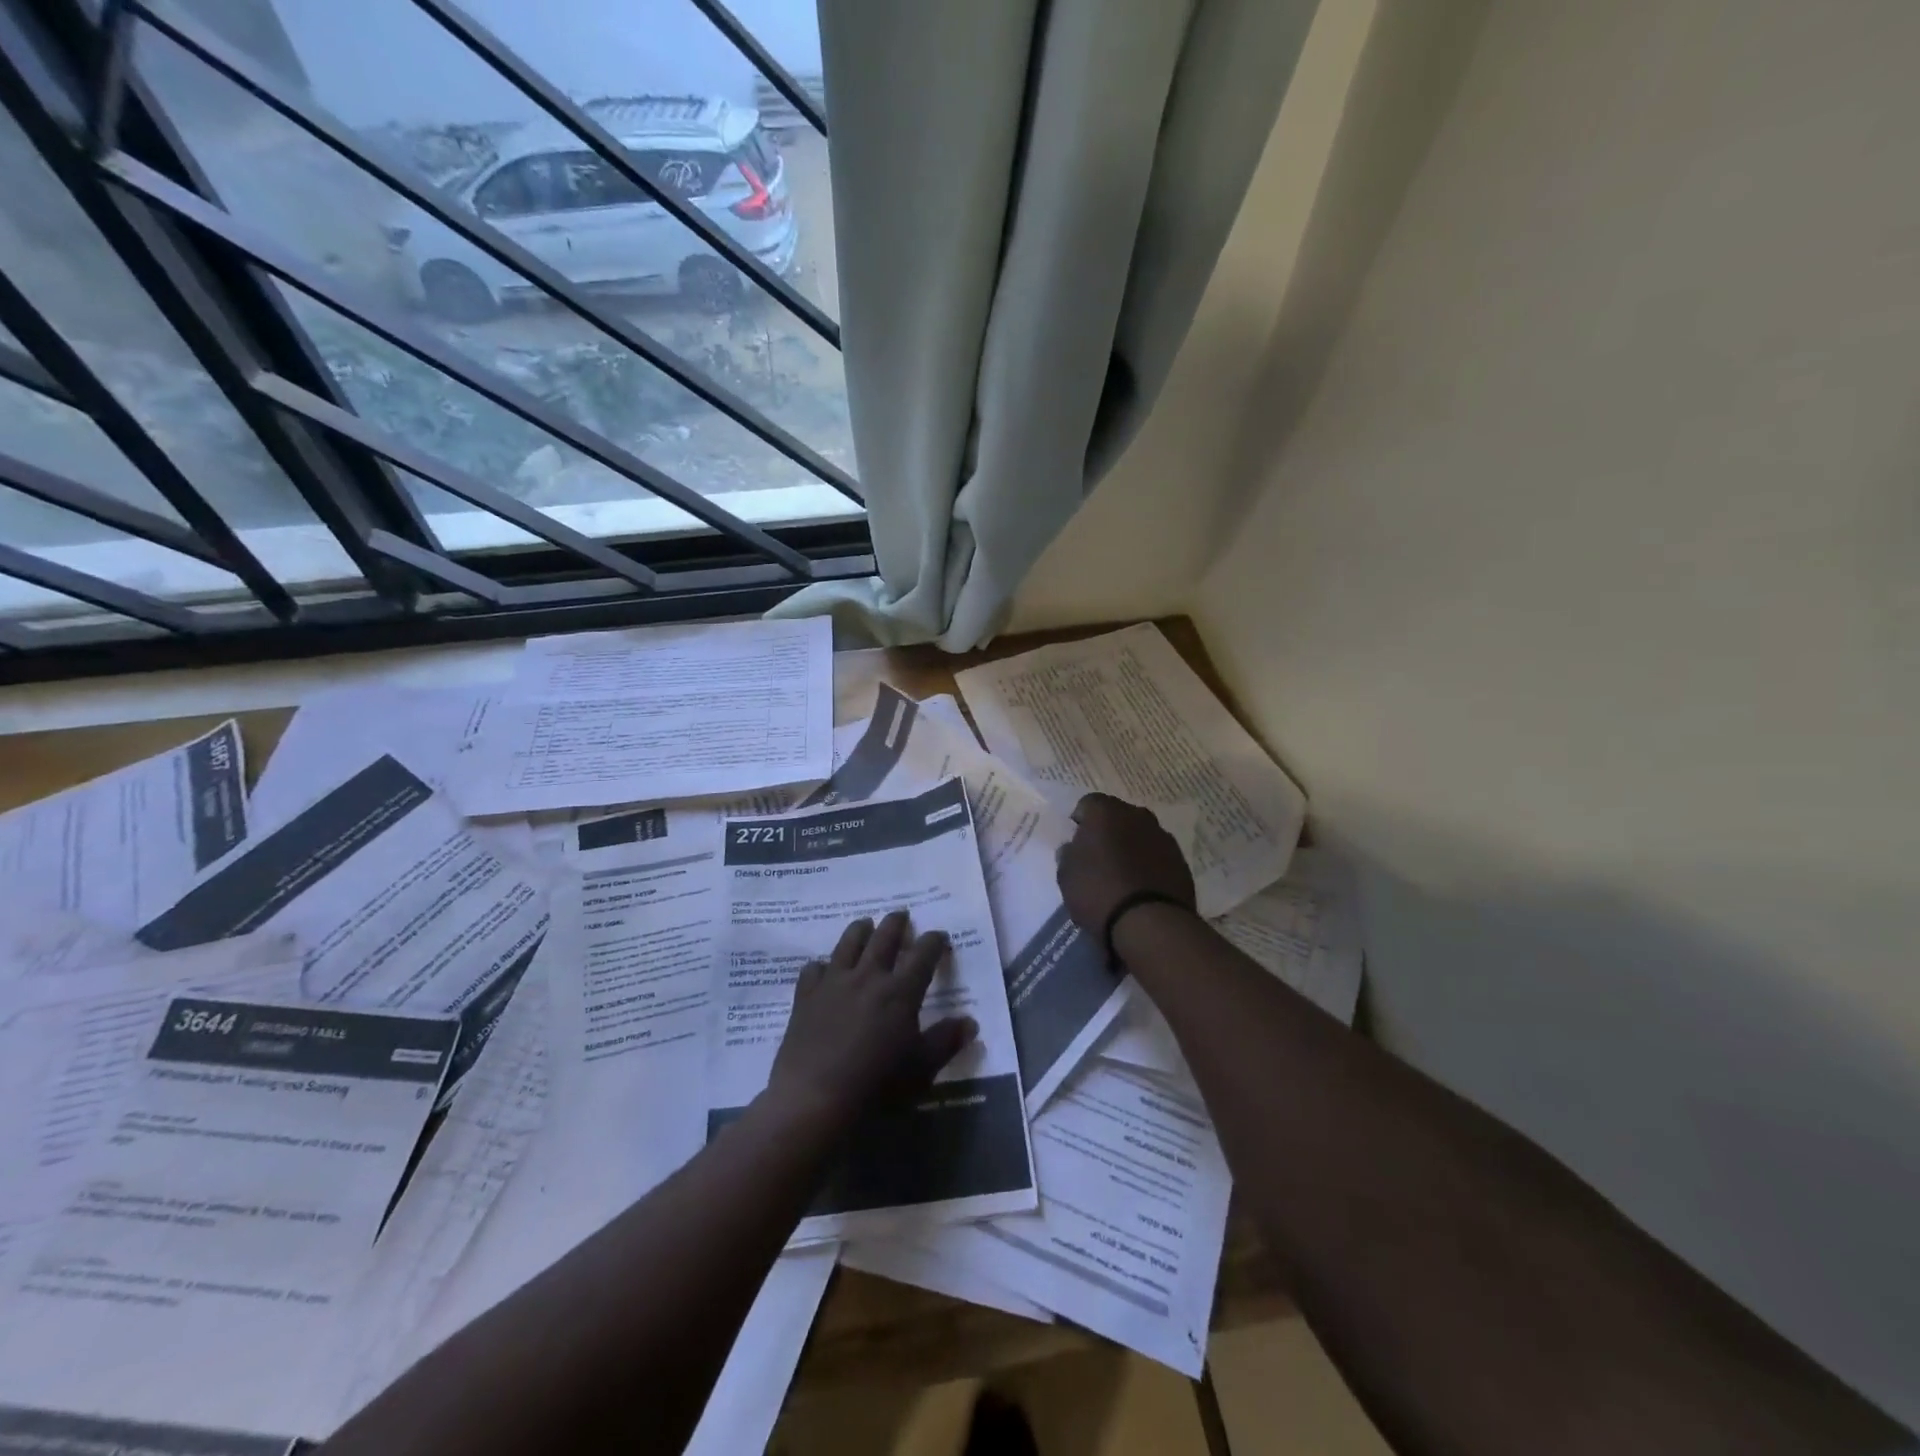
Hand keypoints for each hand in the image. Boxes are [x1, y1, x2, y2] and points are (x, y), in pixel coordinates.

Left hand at [767, 910, 977, 1127]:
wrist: (814, 1098)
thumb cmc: (876, 1085)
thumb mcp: (921, 1069)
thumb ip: (946, 1041)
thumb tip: (971, 1022)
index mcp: (901, 991)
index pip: (923, 954)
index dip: (934, 941)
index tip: (940, 936)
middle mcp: (868, 976)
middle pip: (884, 937)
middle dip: (896, 923)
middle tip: (901, 915)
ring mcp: (834, 982)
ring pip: (848, 943)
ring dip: (860, 930)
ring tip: (865, 924)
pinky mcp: (806, 995)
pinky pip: (813, 969)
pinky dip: (821, 965)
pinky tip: (822, 969)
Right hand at [1056, 793, 1197, 933]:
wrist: (1150, 923)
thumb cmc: (1098, 892)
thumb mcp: (1066, 876)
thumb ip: (1068, 855)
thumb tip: (1073, 848)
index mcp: (1105, 812)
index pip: (1088, 804)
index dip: (1080, 822)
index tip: (1076, 843)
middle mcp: (1137, 815)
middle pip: (1117, 816)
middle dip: (1108, 831)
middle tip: (1098, 858)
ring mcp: (1163, 837)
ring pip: (1140, 834)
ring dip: (1131, 847)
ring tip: (1122, 876)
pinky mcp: (1181, 861)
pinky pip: (1158, 856)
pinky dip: (1149, 865)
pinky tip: (1141, 887)